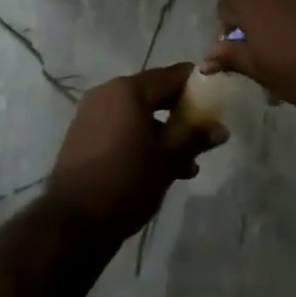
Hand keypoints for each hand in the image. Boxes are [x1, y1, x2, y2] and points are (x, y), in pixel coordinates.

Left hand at [43, 64, 226, 243]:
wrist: (73, 221)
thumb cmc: (127, 182)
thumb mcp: (168, 161)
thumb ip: (194, 139)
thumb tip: (221, 129)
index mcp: (129, 89)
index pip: (171, 75)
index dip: (195, 85)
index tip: (214, 98)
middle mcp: (108, 91)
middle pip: (153, 93)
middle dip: (179, 112)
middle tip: (201, 134)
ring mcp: (91, 112)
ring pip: (136, 113)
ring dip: (161, 131)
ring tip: (184, 164)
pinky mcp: (82, 134)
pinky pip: (119, 126)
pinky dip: (139, 138)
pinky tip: (155, 167)